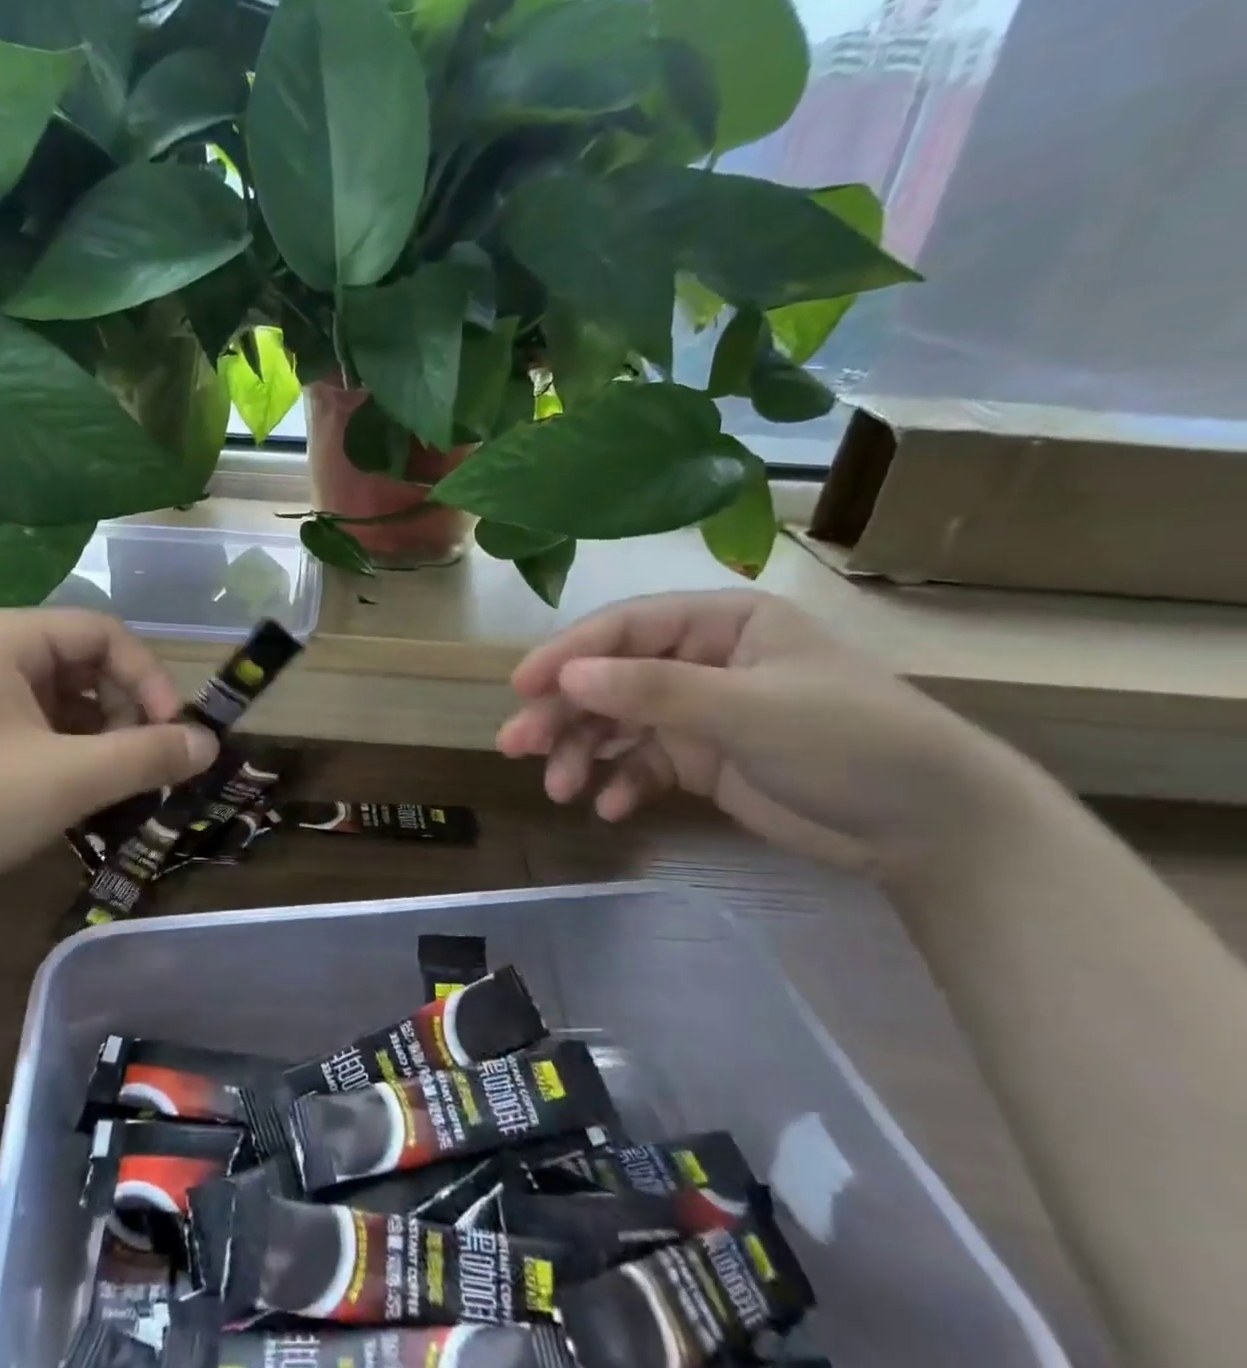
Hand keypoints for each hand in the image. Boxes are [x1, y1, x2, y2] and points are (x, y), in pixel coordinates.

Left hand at [0, 609, 217, 912]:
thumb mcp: (65, 780)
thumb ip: (146, 755)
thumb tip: (210, 743)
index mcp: (4, 635)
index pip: (104, 633)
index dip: (151, 679)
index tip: (176, 733)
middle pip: (84, 664)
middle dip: (125, 712)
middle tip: (147, 764)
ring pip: (60, 699)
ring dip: (99, 737)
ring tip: (116, 784)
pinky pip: (32, 726)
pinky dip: (65, 753)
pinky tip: (75, 792)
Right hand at [496, 592, 1031, 877]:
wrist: (934, 829)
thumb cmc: (849, 741)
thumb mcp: (748, 709)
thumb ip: (653, 690)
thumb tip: (565, 678)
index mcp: (718, 622)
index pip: (623, 629)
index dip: (567, 656)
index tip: (521, 688)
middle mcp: (700, 659)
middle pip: (610, 679)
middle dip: (564, 713)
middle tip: (517, 746)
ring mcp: (699, 712)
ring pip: (618, 724)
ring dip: (584, 753)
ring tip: (560, 790)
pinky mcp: (702, 759)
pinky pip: (643, 765)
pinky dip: (622, 783)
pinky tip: (609, 808)